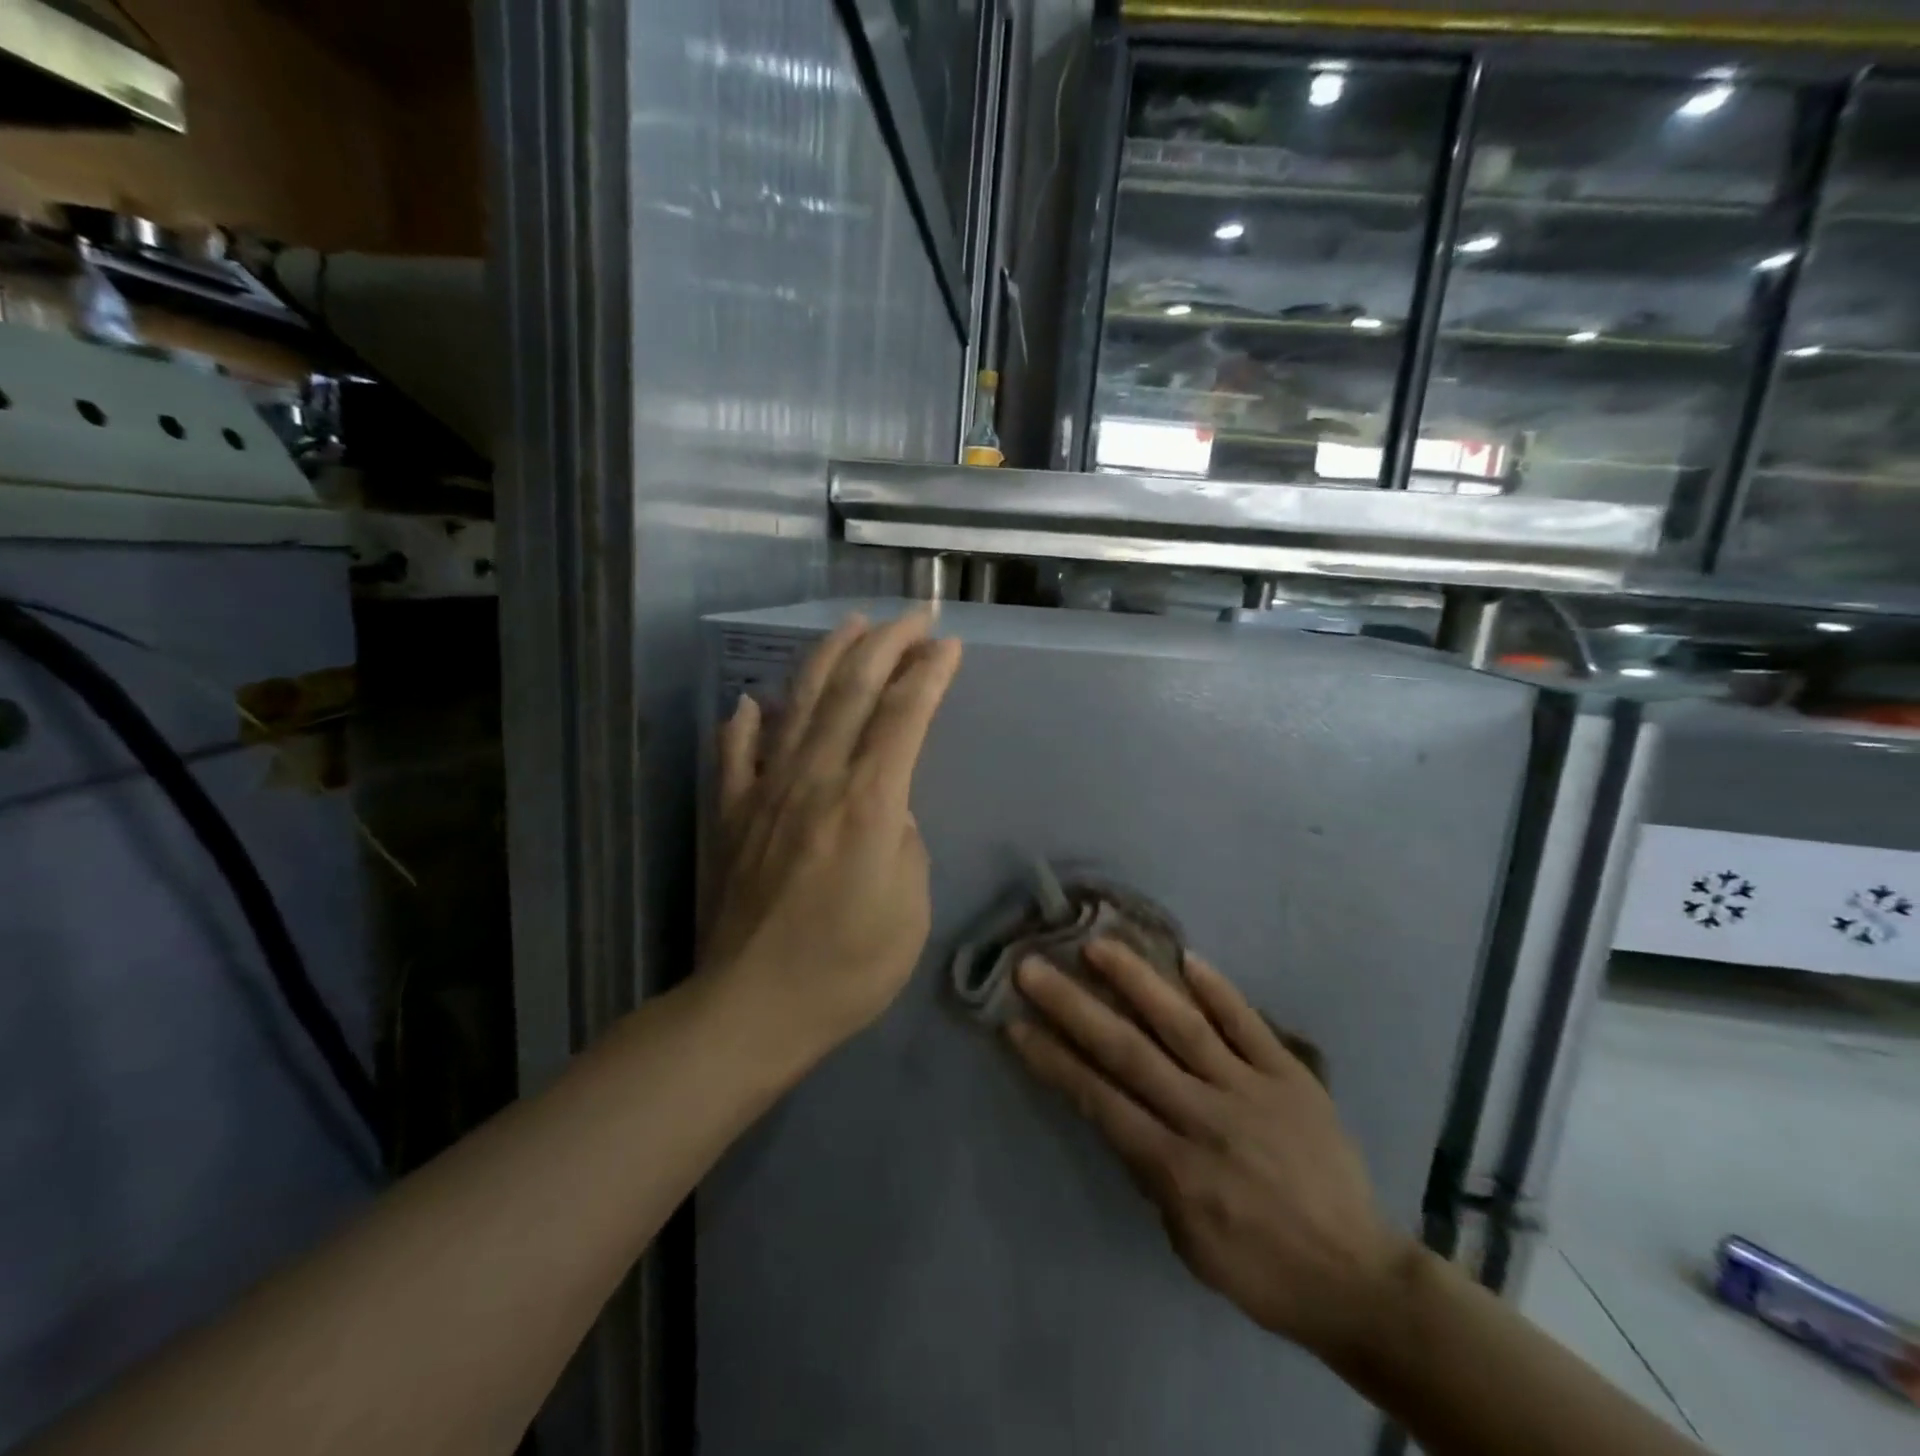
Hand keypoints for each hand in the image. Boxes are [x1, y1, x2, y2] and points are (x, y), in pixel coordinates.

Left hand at [702, 610, 961, 1057]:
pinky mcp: (731, 814)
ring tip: (851, 626)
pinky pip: (737, 754)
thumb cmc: (847, 968)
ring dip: (828, 658)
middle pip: (853, 692)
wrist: (752, 1008)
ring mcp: (766, 792)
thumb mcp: (909, 909)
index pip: (904, 716)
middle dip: (887, 645)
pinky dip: (747, 723)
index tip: (948, 644)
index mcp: (868, 803)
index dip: (929, 674)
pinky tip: (755, 703)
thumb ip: (904, 842)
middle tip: (913, 617)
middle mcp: (815, 780)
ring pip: (798, 704)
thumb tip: (887, 807)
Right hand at [1007, 940, 1411, 1359]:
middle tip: (1034, 967)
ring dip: (1138, 982)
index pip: (1100, 1100)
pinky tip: (1188, 957)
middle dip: (1075, 1007)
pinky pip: (1249, 1025)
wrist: (1361, 1278)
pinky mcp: (1291, 1076)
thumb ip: (1150, 1172)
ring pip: (1184, 1025)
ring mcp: (1250, 1090)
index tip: (1015, 1023)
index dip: (1054, 1061)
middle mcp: (1205, 1117)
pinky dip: (1219, 991)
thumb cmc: (1262, 1269)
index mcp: (1175, 1167)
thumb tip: (1120, 1112)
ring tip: (1100, 945)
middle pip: (1129, 1052)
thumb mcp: (1188, 1241)